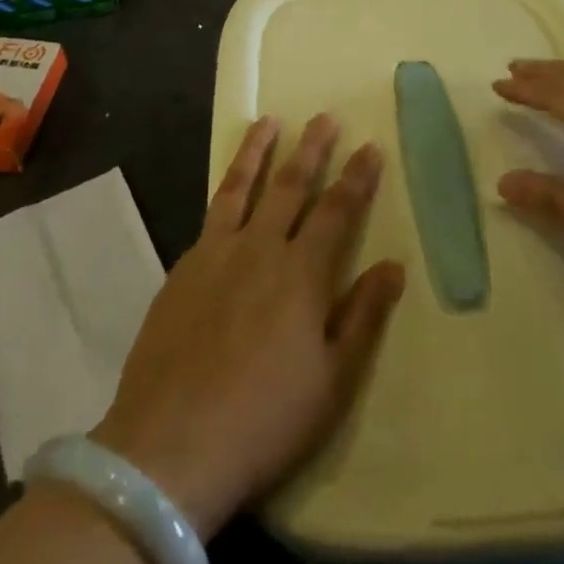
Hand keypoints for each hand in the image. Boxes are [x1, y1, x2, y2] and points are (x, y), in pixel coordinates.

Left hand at [90, 116, 404, 538]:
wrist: (171, 446)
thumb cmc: (265, 420)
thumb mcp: (333, 381)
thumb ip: (363, 316)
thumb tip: (393, 266)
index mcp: (302, 274)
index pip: (337, 211)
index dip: (356, 178)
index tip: (370, 147)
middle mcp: (260, 249)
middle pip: (291, 186)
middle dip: (312, 148)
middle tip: (324, 117)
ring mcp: (216, 254)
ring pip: (242, 186)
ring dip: (258, 150)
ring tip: (268, 121)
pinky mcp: (183, 267)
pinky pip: (211, 213)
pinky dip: (226, 189)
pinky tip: (230, 186)